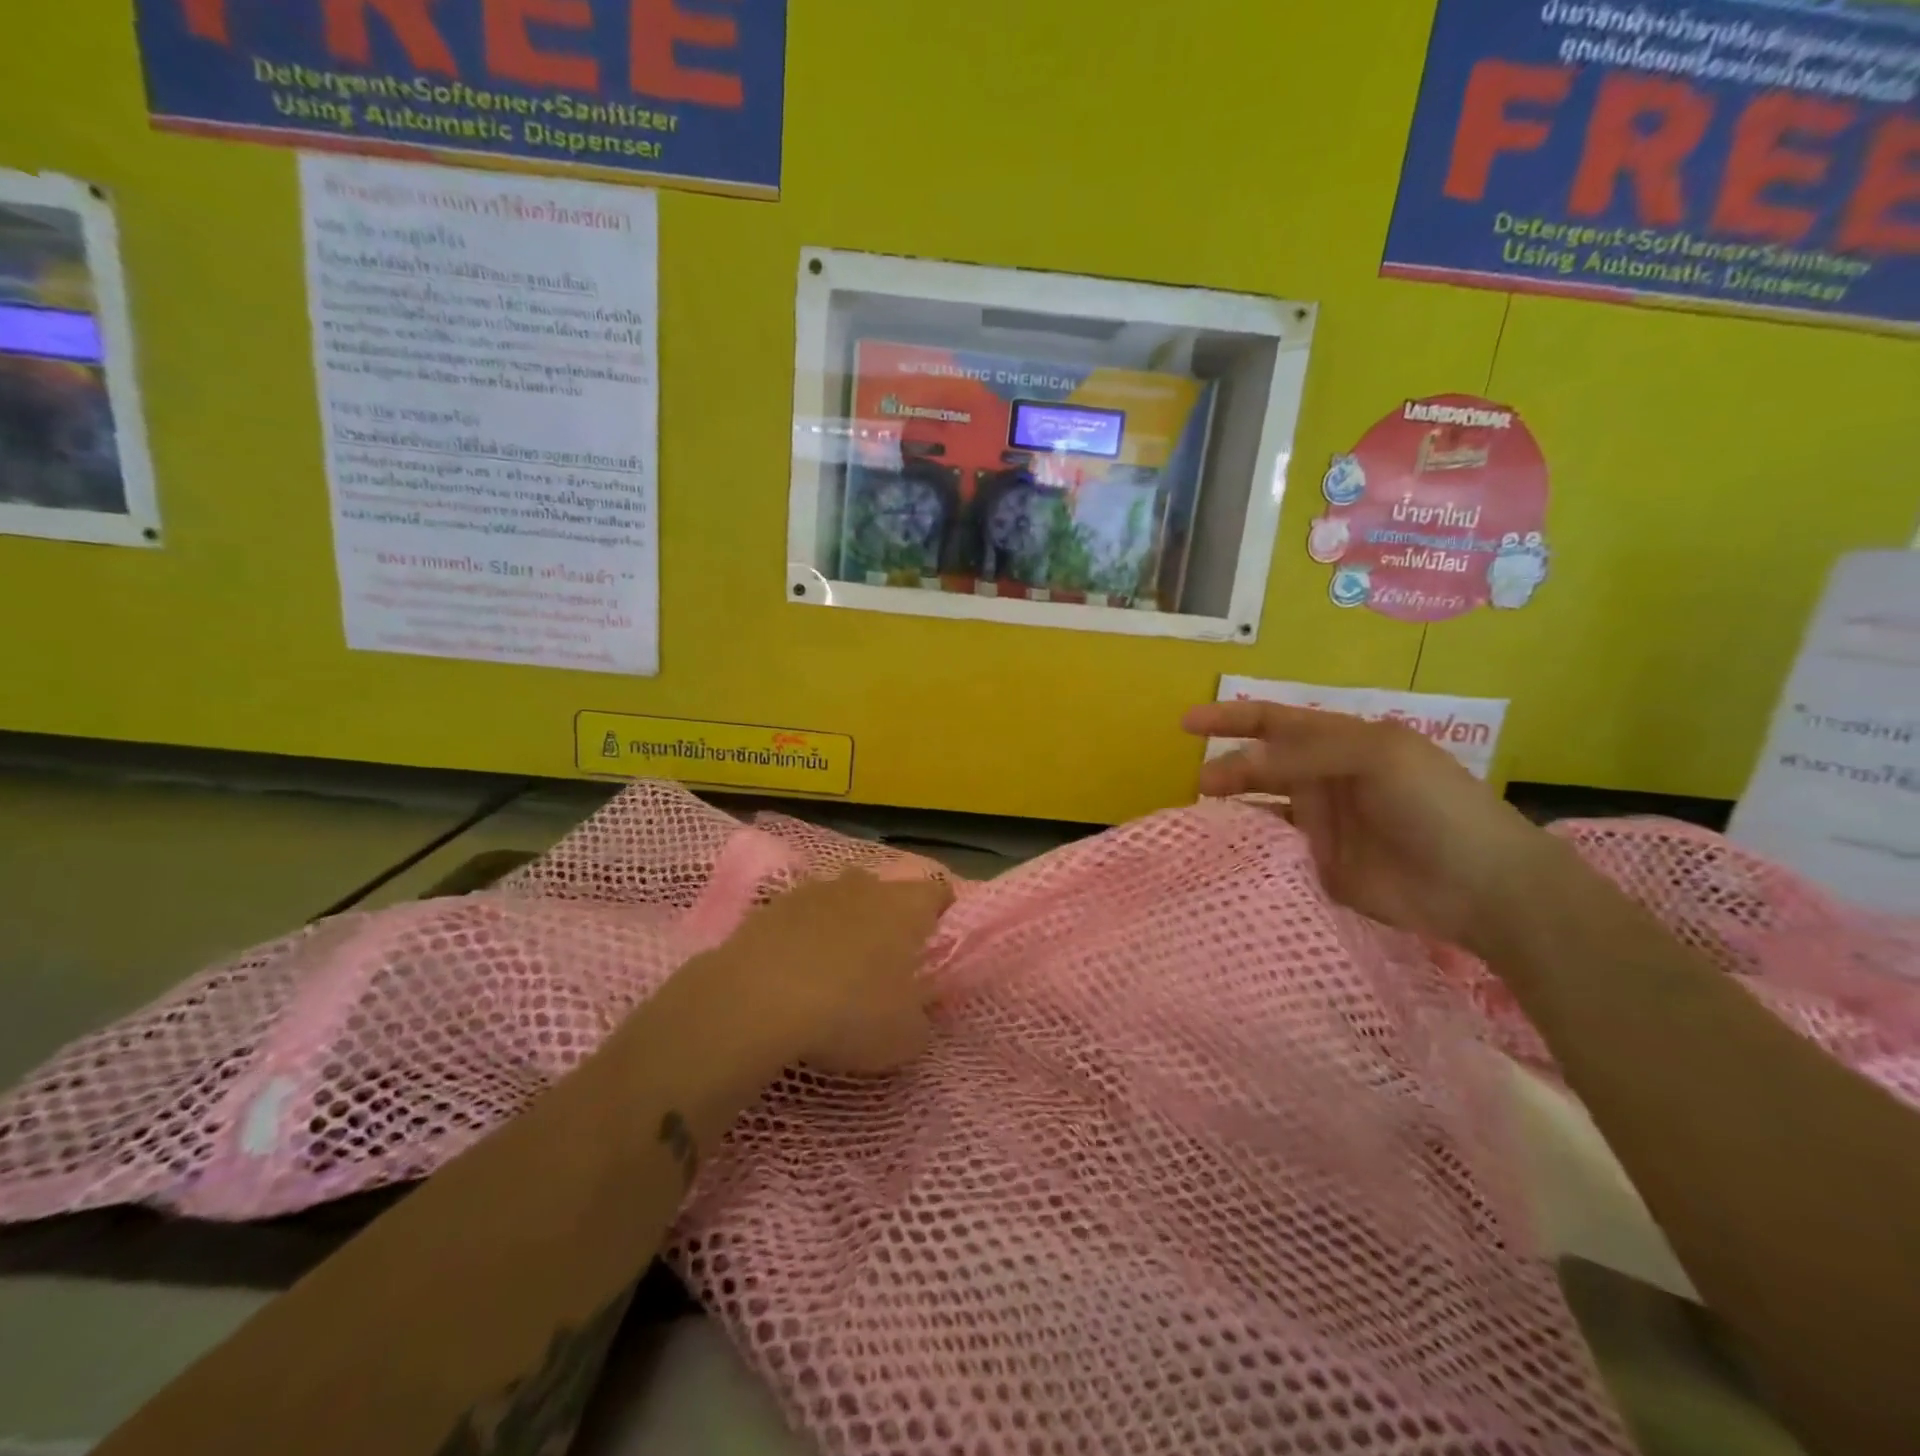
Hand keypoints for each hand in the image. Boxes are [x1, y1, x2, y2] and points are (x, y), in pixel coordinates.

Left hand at [725, 870, 953, 1073]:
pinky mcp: (773, 906)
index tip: (935, 943)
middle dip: (889, 919)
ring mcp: (815, 890)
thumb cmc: (851, 1012)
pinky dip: (804, 936)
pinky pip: (801, 916)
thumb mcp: (906, 1036)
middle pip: (887, 892)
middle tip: (886, 962)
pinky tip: (795, 972)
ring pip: (842, 900)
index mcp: (907, 907)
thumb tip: (925, 1005)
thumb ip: (925, 1016)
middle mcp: (866, 886)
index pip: (938, 892)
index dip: (942, 913)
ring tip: (837, 968)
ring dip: (844, 924)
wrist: (758, 1000)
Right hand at [1183, 702, 1552, 954]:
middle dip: (1228, 766)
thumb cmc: (1434, 805)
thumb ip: (1307, 751)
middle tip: (1200, 784)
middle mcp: (1325, 779)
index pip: (1275, 722)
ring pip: (1262, 806)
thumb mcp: (1377, 755)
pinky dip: (1248, 844)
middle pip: (1262, 764)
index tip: (1186, 723)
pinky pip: (1274, 848)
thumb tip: (1241, 760)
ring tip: (1202, 814)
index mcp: (1341, 743)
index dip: (1232, 718)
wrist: (1480, 885)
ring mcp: (1322, 824)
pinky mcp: (1319, 864)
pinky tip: (1228, 848)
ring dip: (1234, 805)